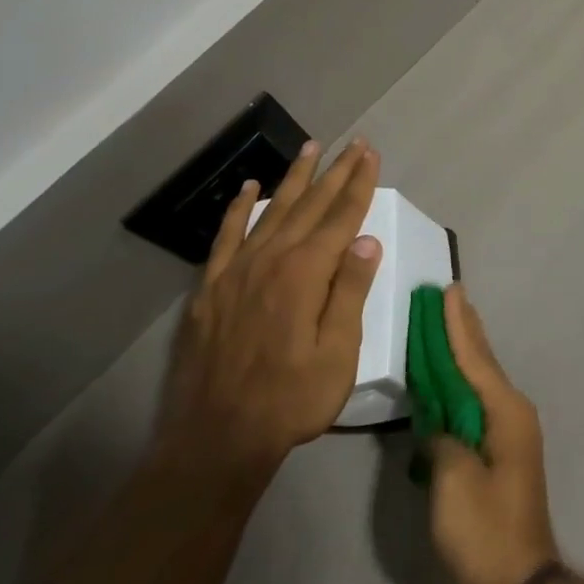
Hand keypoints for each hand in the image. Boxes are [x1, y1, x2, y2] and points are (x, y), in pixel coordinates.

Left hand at [158, 139, 381, 483]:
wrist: (215, 439)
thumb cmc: (289, 401)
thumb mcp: (337, 355)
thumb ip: (349, 293)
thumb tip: (365, 241)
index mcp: (306, 273)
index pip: (341, 217)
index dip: (359, 184)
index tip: (372, 155)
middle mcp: (271, 259)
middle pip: (310, 204)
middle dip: (336, 171)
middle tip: (354, 143)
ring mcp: (236, 270)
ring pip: (272, 210)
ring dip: (294, 177)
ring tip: (311, 147)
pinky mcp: (211, 287)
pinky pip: (227, 235)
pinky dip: (240, 208)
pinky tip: (250, 188)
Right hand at [427, 285, 560, 583]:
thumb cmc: (485, 531)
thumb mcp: (453, 482)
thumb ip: (442, 439)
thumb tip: (438, 425)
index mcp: (506, 411)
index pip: (474, 357)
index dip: (457, 323)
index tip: (449, 290)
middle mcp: (513, 413)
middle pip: (482, 362)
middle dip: (463, 330)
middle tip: (448, 297)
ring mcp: (509, 434)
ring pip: (480, 382)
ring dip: (462, 355)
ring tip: (446, 326)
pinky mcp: (500, 455)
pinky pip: (477, 405)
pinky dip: (460, 386)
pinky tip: (448, 382)